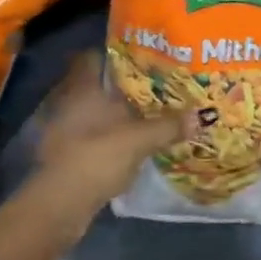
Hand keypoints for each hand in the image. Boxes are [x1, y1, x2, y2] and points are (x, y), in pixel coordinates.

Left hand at [31, 49, 192, 223]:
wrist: (60, 204)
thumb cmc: (97, 156)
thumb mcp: (140, 140)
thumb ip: (168, 126)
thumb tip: (200, 115)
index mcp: (83, 87)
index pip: (93, 57)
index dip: (114, 55)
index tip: (139, 58)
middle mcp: (68, 101)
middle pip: (94, 84)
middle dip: (118, 87)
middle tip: (149, 87)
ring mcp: (62, 128)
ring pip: (91, 111)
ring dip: (111, 114)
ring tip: (141, 116)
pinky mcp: (62, 153)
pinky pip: (87, 135)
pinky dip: (103, 137)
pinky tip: (124, 144)